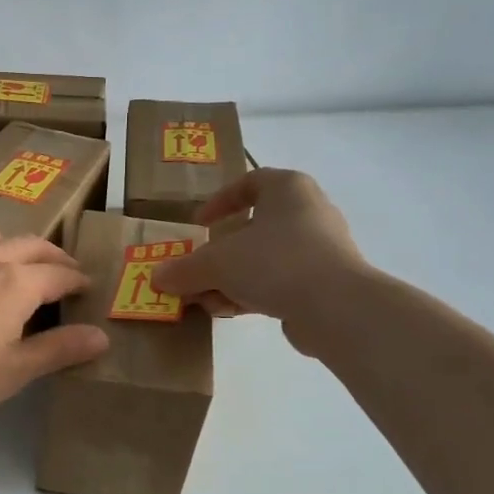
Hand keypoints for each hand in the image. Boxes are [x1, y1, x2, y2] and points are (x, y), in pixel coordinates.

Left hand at [0, 228, 110, 425]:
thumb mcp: (16, 370)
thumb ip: (60, 349)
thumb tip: (101, 336)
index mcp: (17, 282)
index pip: (60, 274)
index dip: (78, 280)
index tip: (87, 288)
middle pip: (29, 245)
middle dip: (53, 256)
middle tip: (64, 271)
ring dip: (11, 246)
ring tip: (16, 265)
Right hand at [150, 169, 366, 357]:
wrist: (337, 307)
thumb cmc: (275, 262)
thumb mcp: (217, 263)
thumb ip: (184, 269)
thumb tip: (157, 277)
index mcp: (288, 188)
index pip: (250, 182)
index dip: (219, 201)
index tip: (198, 224)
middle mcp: (308, 211)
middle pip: (254, 227)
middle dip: (220, 253)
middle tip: (197, 269)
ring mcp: (321, 248)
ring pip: (264, 258)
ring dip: (231, 278)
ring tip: (207, 299)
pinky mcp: (325, 282)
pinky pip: (280, 281)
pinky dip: (253, 293)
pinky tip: (230, 312)